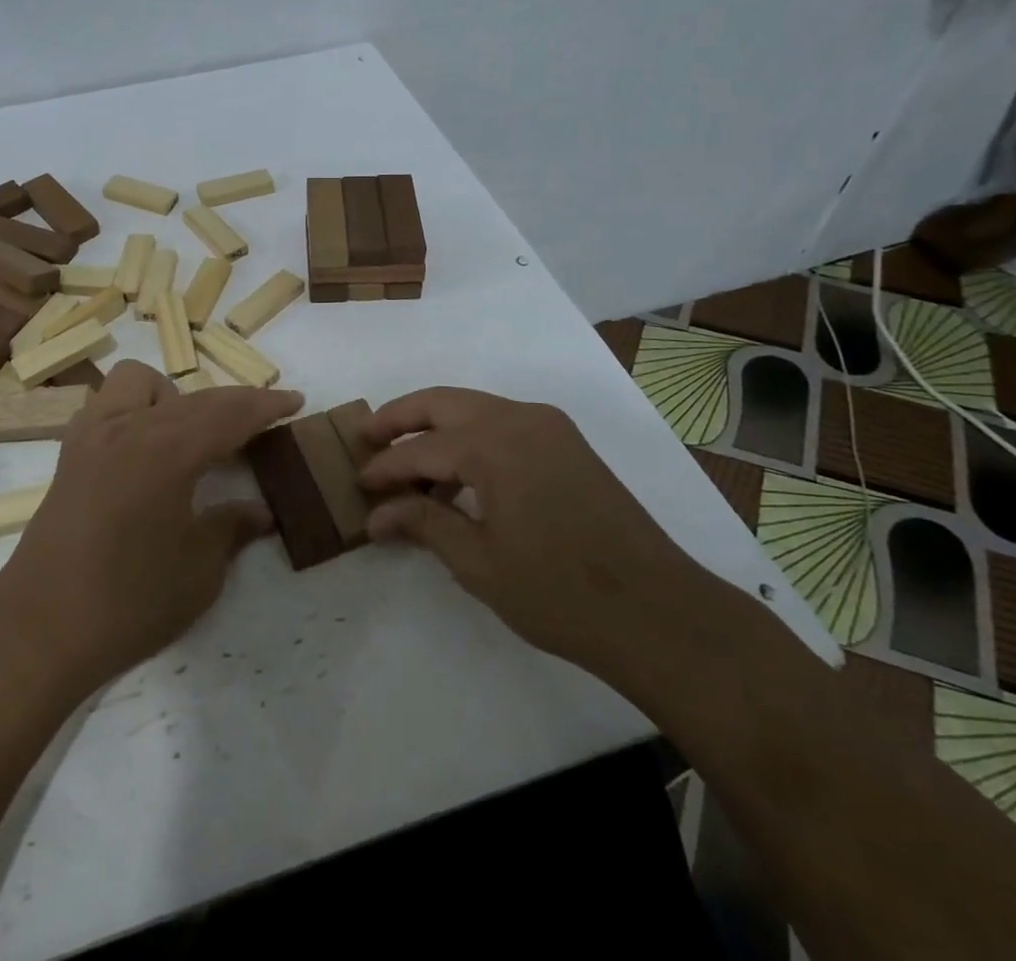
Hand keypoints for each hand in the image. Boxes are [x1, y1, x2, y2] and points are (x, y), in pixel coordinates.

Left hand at [0, 361, 302, 693]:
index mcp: (168, 450)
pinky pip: (108, 405)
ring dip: (173, 396)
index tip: (294, 401)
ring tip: (190, 436)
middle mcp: (129, 427)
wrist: (39, 630)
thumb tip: (260, 512)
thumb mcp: (199, 571)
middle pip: (194, 397)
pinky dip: (135, 409)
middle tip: (259, 426)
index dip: (266, 406)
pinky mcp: (70, 454)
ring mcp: (93, 436)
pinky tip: (144, 448)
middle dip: (232, 403)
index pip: (229, 413)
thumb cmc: (128, 602)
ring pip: (139, 382)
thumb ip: (231, 529)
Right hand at [358, 388, 702, 684]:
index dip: (384, 467)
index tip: (357, 485)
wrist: (658, 613)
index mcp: (494, 444)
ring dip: (436, 427)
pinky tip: (457, 475)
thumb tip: (375, 515)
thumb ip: (423, 524)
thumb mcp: (479, 563)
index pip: (420, 449)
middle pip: (442, 403)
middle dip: (400, 417)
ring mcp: (548, 427)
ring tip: (407, 462)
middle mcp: (519, 418)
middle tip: (366, 436)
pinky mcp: (566, 443)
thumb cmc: (559, 594)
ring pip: (473, 408)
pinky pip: (502, 424)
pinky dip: (470, 437)